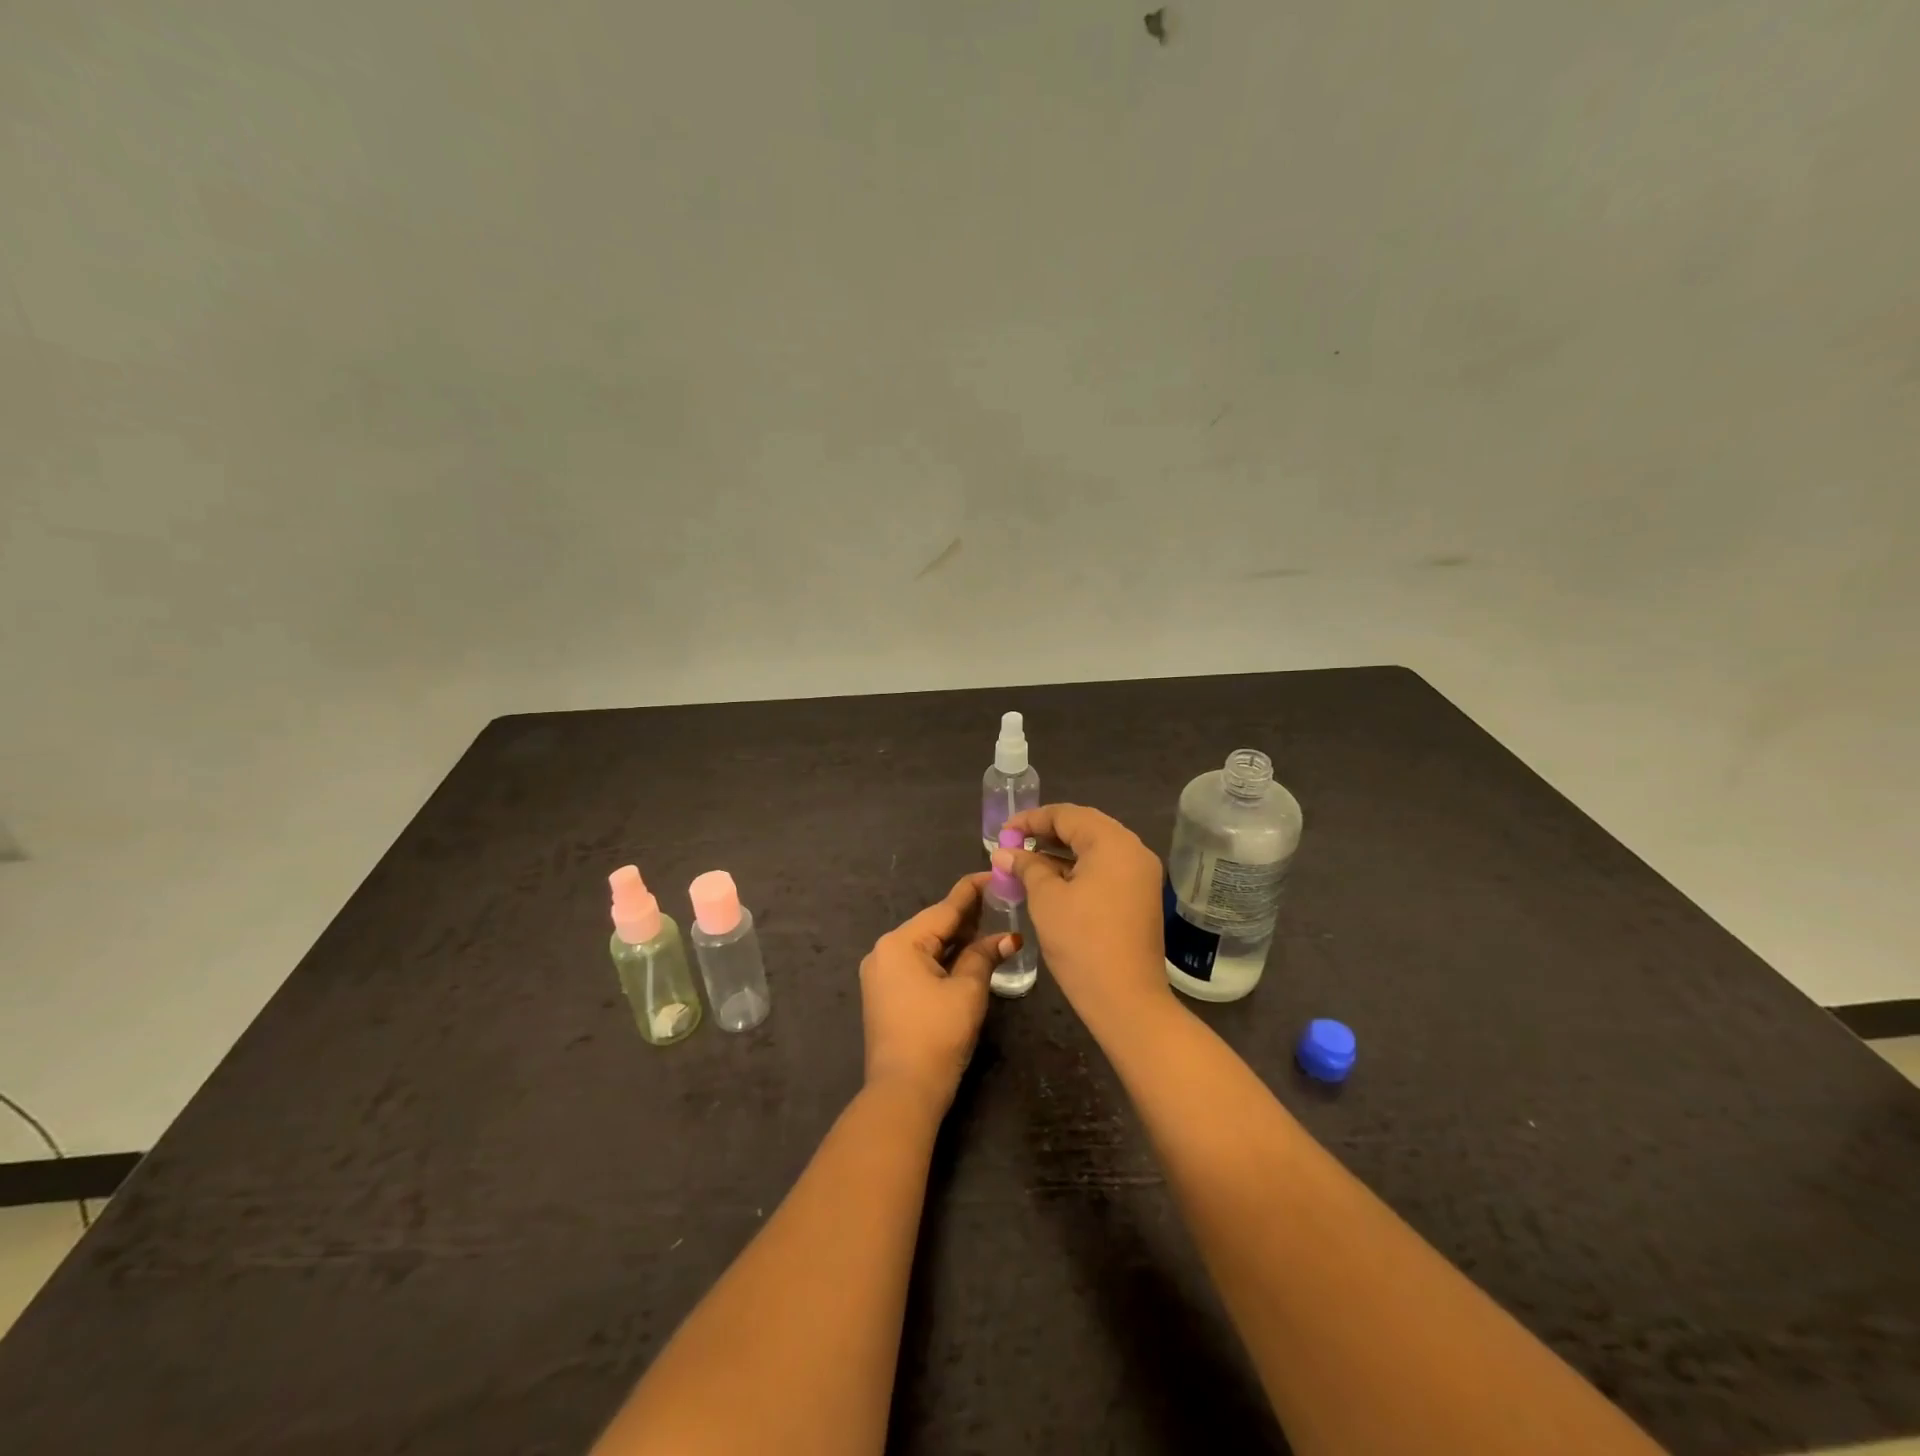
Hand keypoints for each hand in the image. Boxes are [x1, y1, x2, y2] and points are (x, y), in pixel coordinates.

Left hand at [860, 873, 1018, 1116]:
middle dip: (967, 916)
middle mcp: (884, 951)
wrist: (902, 1091)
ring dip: (956, 938)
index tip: (995, 872)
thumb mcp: (967, 991)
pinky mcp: (884, 993)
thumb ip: (984, 956)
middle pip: (933, 925)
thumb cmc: (937, 1035)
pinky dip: (942, 957)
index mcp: (900, 943)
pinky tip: (966, 953)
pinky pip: (917, 963)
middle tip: (1001, 899)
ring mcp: (881, 973)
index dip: (973, 891)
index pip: (944, 908)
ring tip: (990, 922)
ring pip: (926, 945)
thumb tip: (1008, 937)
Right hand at [995, 803, 1171, 1030]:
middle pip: (1085, 828)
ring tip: (1026, 862)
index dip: (1031, 820)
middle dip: (1046, 833)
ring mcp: (1141, 876)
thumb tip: (1004, 852)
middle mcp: (1134, 851)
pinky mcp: (1141, 898)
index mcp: (1113, 843)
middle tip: (1013, 844)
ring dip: (1061, 853)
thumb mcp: (1046, 899)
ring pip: (1095, 850)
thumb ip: (1026, 867)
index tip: (1003, 833)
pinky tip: (1051, 881)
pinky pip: (1106, 870)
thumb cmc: (1081, 942)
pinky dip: (1078, 870)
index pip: (1067, 815)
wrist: (1126, 1000)